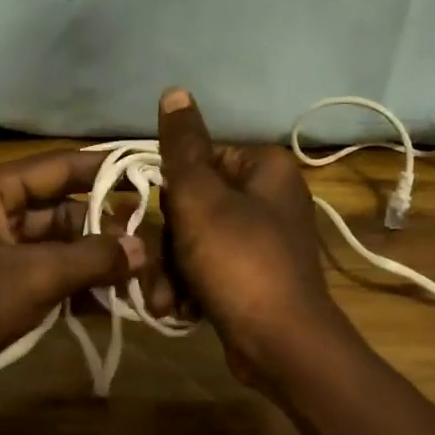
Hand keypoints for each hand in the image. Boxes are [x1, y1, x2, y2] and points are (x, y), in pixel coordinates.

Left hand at [0, 149, 154, 382]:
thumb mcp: (29, 281)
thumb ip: (90, 259)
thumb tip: (143, 248)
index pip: (64, 166)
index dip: (110, 169)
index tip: (157, 175)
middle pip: (68, 207)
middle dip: (111, 230)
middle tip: (158, 250)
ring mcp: (1, 246)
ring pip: (63, 244)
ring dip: (99, 263)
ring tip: (146, 282)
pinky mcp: (3, 279)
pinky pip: (50, 272)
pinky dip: (78, 287)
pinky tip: (115, 306)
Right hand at [156, 87, 346, 385]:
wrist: (281, 344)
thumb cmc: (239, 261)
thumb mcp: (201, 199)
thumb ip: (182, 147)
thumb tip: (175, 91)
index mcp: (266, 169)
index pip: (201, 159)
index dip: (171, 190)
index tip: (154, 217)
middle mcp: (270, 199)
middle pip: (196, 205)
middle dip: (168, 243)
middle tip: (155, 267)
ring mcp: (264, 241)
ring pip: (197, 242)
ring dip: (172, 270)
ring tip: (166, 299)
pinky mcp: (256, 278)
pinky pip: (211, 269)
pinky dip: (192, 287)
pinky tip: (179, 309)